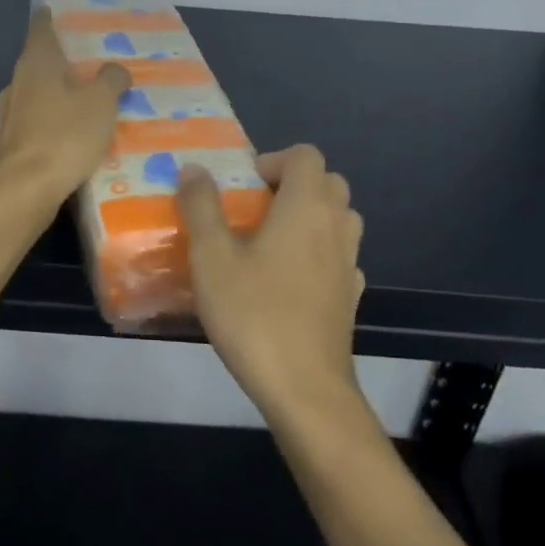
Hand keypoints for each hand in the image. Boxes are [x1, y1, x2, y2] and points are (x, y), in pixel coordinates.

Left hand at [0, 8, 129, 217]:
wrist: (25, 192)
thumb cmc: (65, 136)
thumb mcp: (101, 103)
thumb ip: (111, 80)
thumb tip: (115, 68)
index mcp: (36, 63)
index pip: (41, 28)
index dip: (51, 18)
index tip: (59, 11)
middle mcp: (17, 83)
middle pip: (39, 62)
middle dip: (62, 61)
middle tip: (91, 61)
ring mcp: (9, 116)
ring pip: (38, 94)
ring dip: (59, 94)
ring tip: (88, 99)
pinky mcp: (11, 145)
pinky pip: (37, 123)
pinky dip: (54, 122)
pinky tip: (74, 135)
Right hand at [178, 144, 365, 423]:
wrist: (306, 390)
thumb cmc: (255, 314)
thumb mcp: (212, 257)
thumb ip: (201, 206)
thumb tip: (193, 169)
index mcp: (306, 206)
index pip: (305, 155)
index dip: (274, 160)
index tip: (245, 185)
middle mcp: (336, 226)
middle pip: (327, 182)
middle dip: (292, 185)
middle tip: (254, 209)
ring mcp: (349, 263)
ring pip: (338, 218)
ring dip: (308, 217)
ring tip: (269, 241)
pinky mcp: (351, 297)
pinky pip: (338, 255)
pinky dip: (318, 252)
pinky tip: (288, 279)